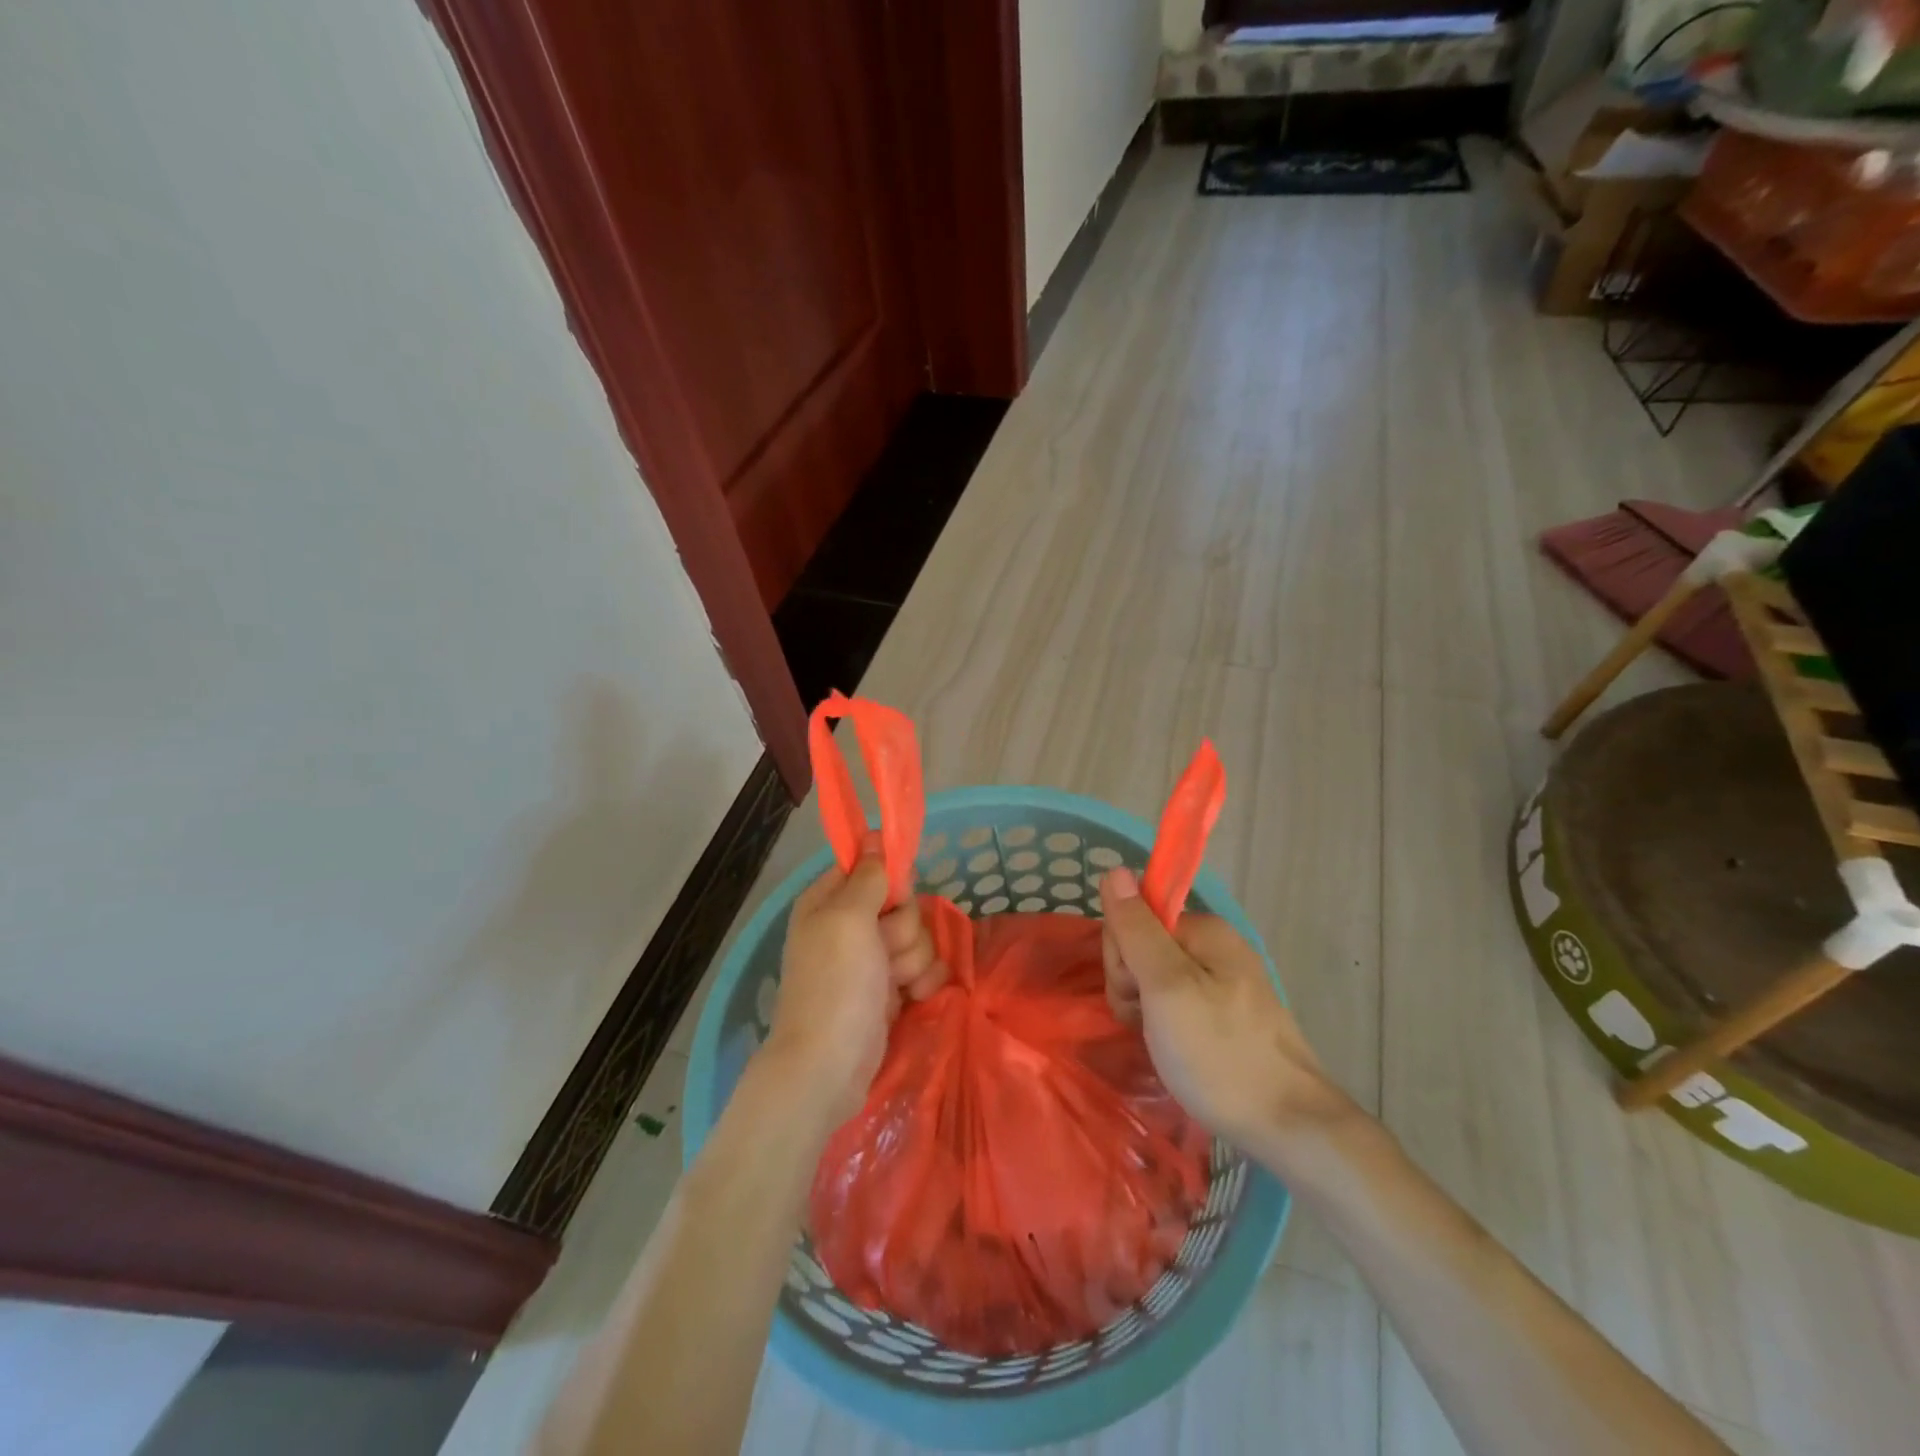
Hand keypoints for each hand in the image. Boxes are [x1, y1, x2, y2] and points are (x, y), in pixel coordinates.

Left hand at [763, 837, 946, 1126]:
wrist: (829, 1066)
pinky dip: (922, 982)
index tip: (896, 895)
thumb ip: (868, 876)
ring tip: (893, 983)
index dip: (889, 878)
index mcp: (829, 901)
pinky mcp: (892, 988)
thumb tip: (874, 836)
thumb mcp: (847, 919)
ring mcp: (872, 959)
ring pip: (918, 935)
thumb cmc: (835, 985)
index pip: (871, 866)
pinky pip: (925, 967)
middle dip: (904, 927)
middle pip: (903, 902)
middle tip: (884, 951)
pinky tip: (910, 999)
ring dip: (913, 959)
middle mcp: (850, 925)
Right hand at [1101, 866, 1352, 1156]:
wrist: (1290, 1128)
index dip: (1122, 958)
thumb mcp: (1166, 988)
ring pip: (1155, 977)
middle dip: (1132, 985)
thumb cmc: (1220, 1055)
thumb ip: (1137, 929)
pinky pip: (1175, 1001)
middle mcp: (1215, 945)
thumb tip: (1114, 868)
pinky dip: (1164, 1023)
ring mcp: (1223, 980)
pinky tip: (1172, 1049)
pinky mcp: (1226, 1013)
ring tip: (1162, 1043)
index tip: (1138, 997)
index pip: (1133, 919)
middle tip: (1150, 1024)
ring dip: (1144, 1008)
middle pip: (1143, 945)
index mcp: (1203, 930)